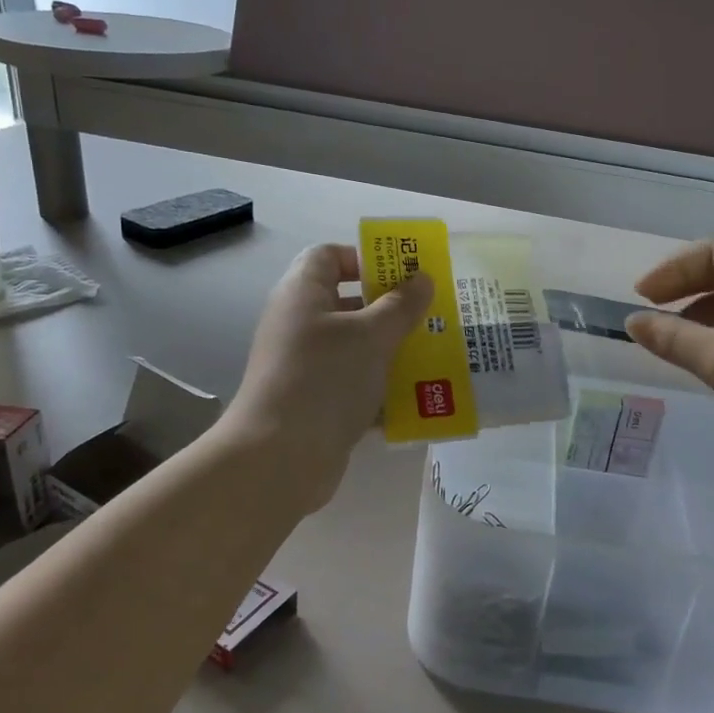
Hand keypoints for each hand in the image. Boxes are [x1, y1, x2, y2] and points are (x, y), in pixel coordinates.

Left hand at [221, 243, 434, 510]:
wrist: (280, 456)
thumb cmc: (326, 379)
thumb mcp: (372, 336)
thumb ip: (401, 305)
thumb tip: (422, 279)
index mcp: (303, 293)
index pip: (328, 256)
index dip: (365, 258)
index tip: (403, 276)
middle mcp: (298, 323)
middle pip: (346, 302)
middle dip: (389, 308)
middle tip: (429, 316)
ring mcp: (304, 365)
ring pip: (354, 347)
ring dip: (390, 351)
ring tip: (433, 355)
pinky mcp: (313, 402)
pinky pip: (352, 384)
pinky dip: (380, 388)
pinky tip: (416, 397)